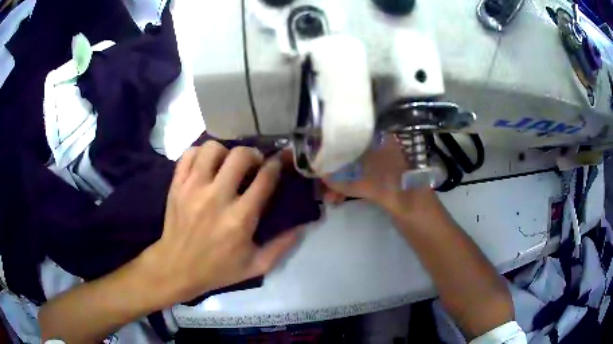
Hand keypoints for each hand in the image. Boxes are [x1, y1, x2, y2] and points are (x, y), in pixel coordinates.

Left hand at [141, 142, 300, 306]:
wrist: (177, 268)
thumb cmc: (218, 270)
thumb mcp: (256, 266)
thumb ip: (282, 246)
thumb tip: (303, 224)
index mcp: (240, 219)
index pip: (265, 178)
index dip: (276, 165)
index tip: (279, 163)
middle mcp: (216, 198)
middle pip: (240, 156)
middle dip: (253, 154)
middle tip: (254, 164)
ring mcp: (192, 188)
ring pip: (212, 149)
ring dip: (225, 152)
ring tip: (227, 164)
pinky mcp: (176, 185)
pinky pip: (189, 154)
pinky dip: (200, 154)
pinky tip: (206, 165)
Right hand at [322, 135, 433, 212]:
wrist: (430, 232)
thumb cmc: (415, 207)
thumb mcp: (387, 194)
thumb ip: (355, 184)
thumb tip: (322, 176)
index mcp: (395, 150)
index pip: (365, 133)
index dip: (343, 135)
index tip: (322, 141)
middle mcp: (388, 156)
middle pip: (356, 152)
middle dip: (336, 162)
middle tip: (317, 174)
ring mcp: (385, 173)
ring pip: (356, 169)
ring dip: (339, 179)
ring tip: (323, 195)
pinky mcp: (382, 188)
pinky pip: (359, 184)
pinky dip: (347, 190)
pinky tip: (335, 199)